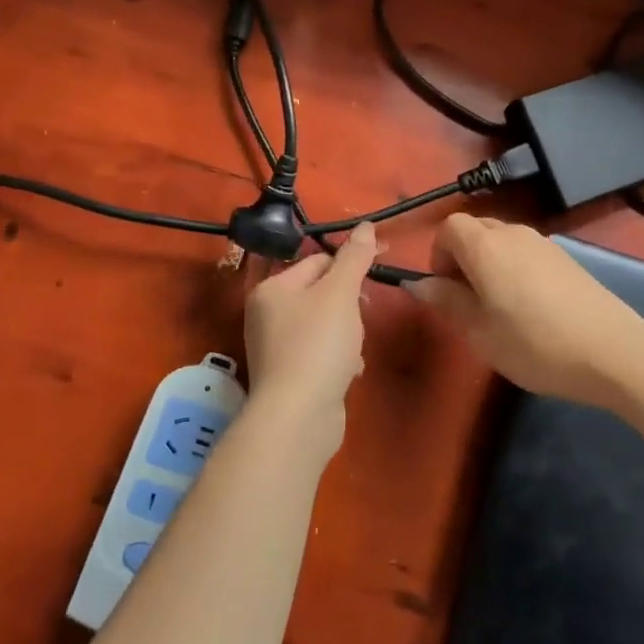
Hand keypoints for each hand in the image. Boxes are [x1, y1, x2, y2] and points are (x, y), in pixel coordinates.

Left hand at [242, 223, 379, 450]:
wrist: (299, 418)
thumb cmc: (318, 345)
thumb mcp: (340, 293)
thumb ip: (354, 258)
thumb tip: (365, 225)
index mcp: (272, 289)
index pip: (317, 261)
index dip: (349, 265)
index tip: (377, 272)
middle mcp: (267, 315)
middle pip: (320, 293)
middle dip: (348, 304)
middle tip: (363, 315)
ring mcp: (277, 348)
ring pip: (324, 324)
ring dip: (347, 333)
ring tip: (354, 348)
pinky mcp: (290, 376)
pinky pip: (321, 354)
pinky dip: (338, 358)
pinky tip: (350, 370)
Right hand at [408, 215, 643, 409]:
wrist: (612, 350)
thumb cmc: (534, 344)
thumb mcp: (480, 332)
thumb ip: (447, 301)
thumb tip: (419, 283)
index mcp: (486, 246)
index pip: (449, 227)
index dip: (439, 254)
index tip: (445, 289)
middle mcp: (513, 233)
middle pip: (476, 229)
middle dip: (463, 258)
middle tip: (468, 301)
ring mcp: (544, 243)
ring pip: (503, 241)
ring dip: (490, 264)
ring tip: (499, 308)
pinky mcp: (567, 258)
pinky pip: (526, 253)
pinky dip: (516, 270)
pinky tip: (531, 309)